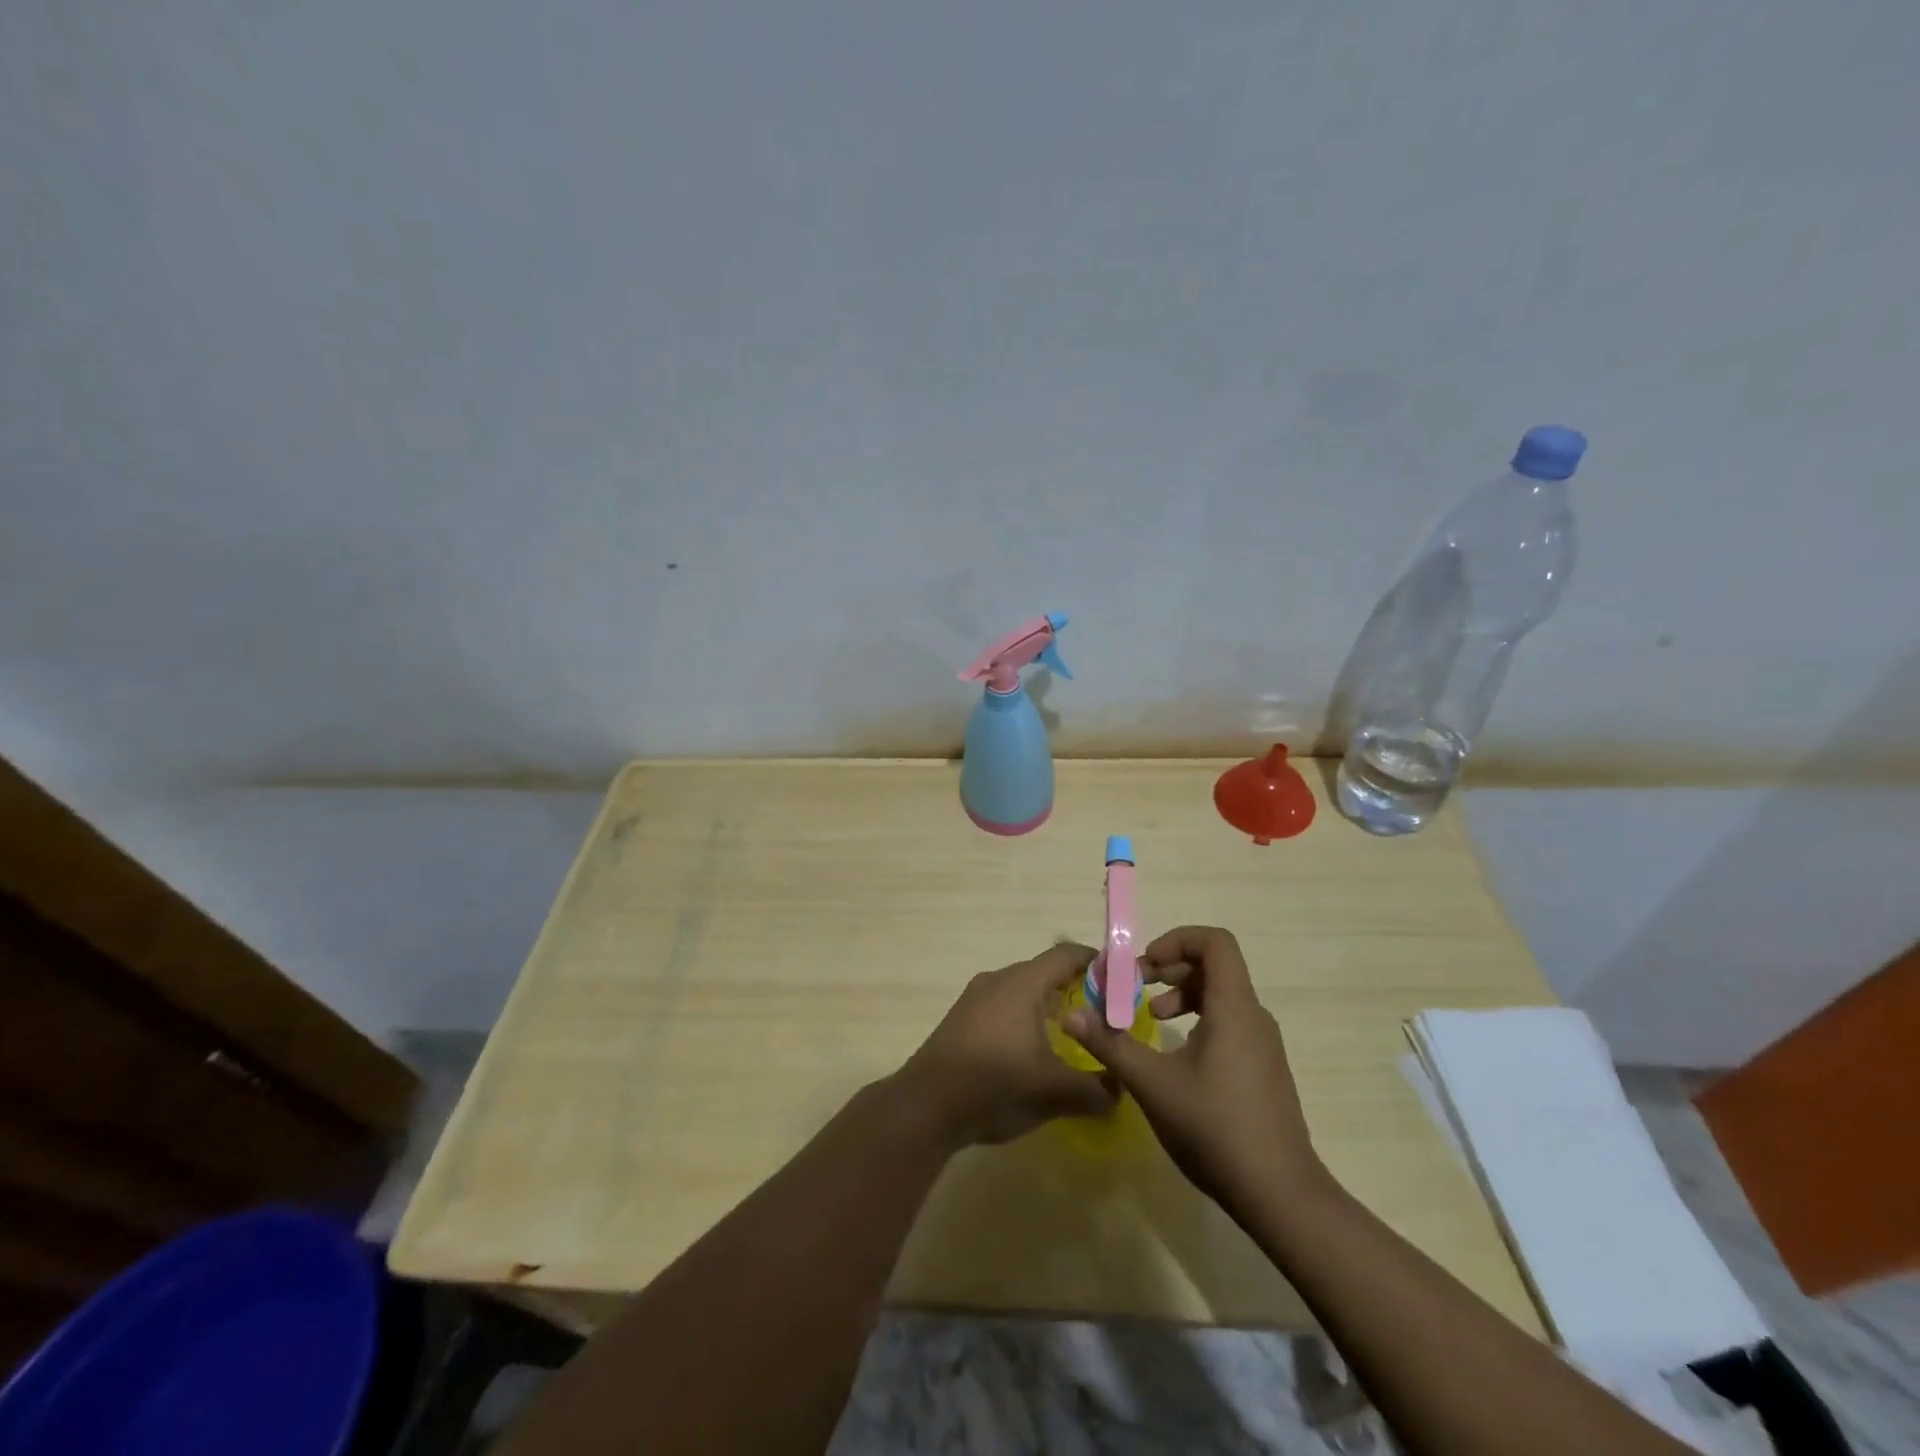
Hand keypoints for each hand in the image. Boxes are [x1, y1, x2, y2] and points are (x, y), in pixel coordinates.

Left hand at [897, 943, 1117, 1149]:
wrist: (926, 1106)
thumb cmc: (996, 1085)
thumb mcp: (1055, 1092)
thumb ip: (1096, 1089)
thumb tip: (1121, 1087)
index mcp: (1023, 983)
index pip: (1066, 955)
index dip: (1095, 962)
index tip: (1120, 980)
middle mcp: (998, 979)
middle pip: (1044, 971)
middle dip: (1075, 988)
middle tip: (1101, 1015)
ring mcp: (975, 997)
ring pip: (1021, 990)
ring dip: (1047, 1006)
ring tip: (1070, 1036)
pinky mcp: (961, 1018)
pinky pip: (1003, 1005)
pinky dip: (1024, 1018)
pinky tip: (1031, 1052)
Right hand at [1064, 926, 1323, 1217]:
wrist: (1280, 1195)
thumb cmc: (1215, 1129)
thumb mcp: (1153, 1084)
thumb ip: (1110, 1045)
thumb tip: (1069, 1015)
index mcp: (1234, 1007)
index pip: (1215, 942)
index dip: (1176, 939)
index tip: (1144, 966)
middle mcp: (1253, 1016)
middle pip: (1214, 965)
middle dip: (1170, 967)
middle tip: (1136, 988)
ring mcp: (1262, 1043)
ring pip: (1221, 995)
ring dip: (1181, 994)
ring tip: (1153, 1018)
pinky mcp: (1263, 1067)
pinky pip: (1229, 1021)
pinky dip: (1198, 1019)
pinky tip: (1177, 1056)